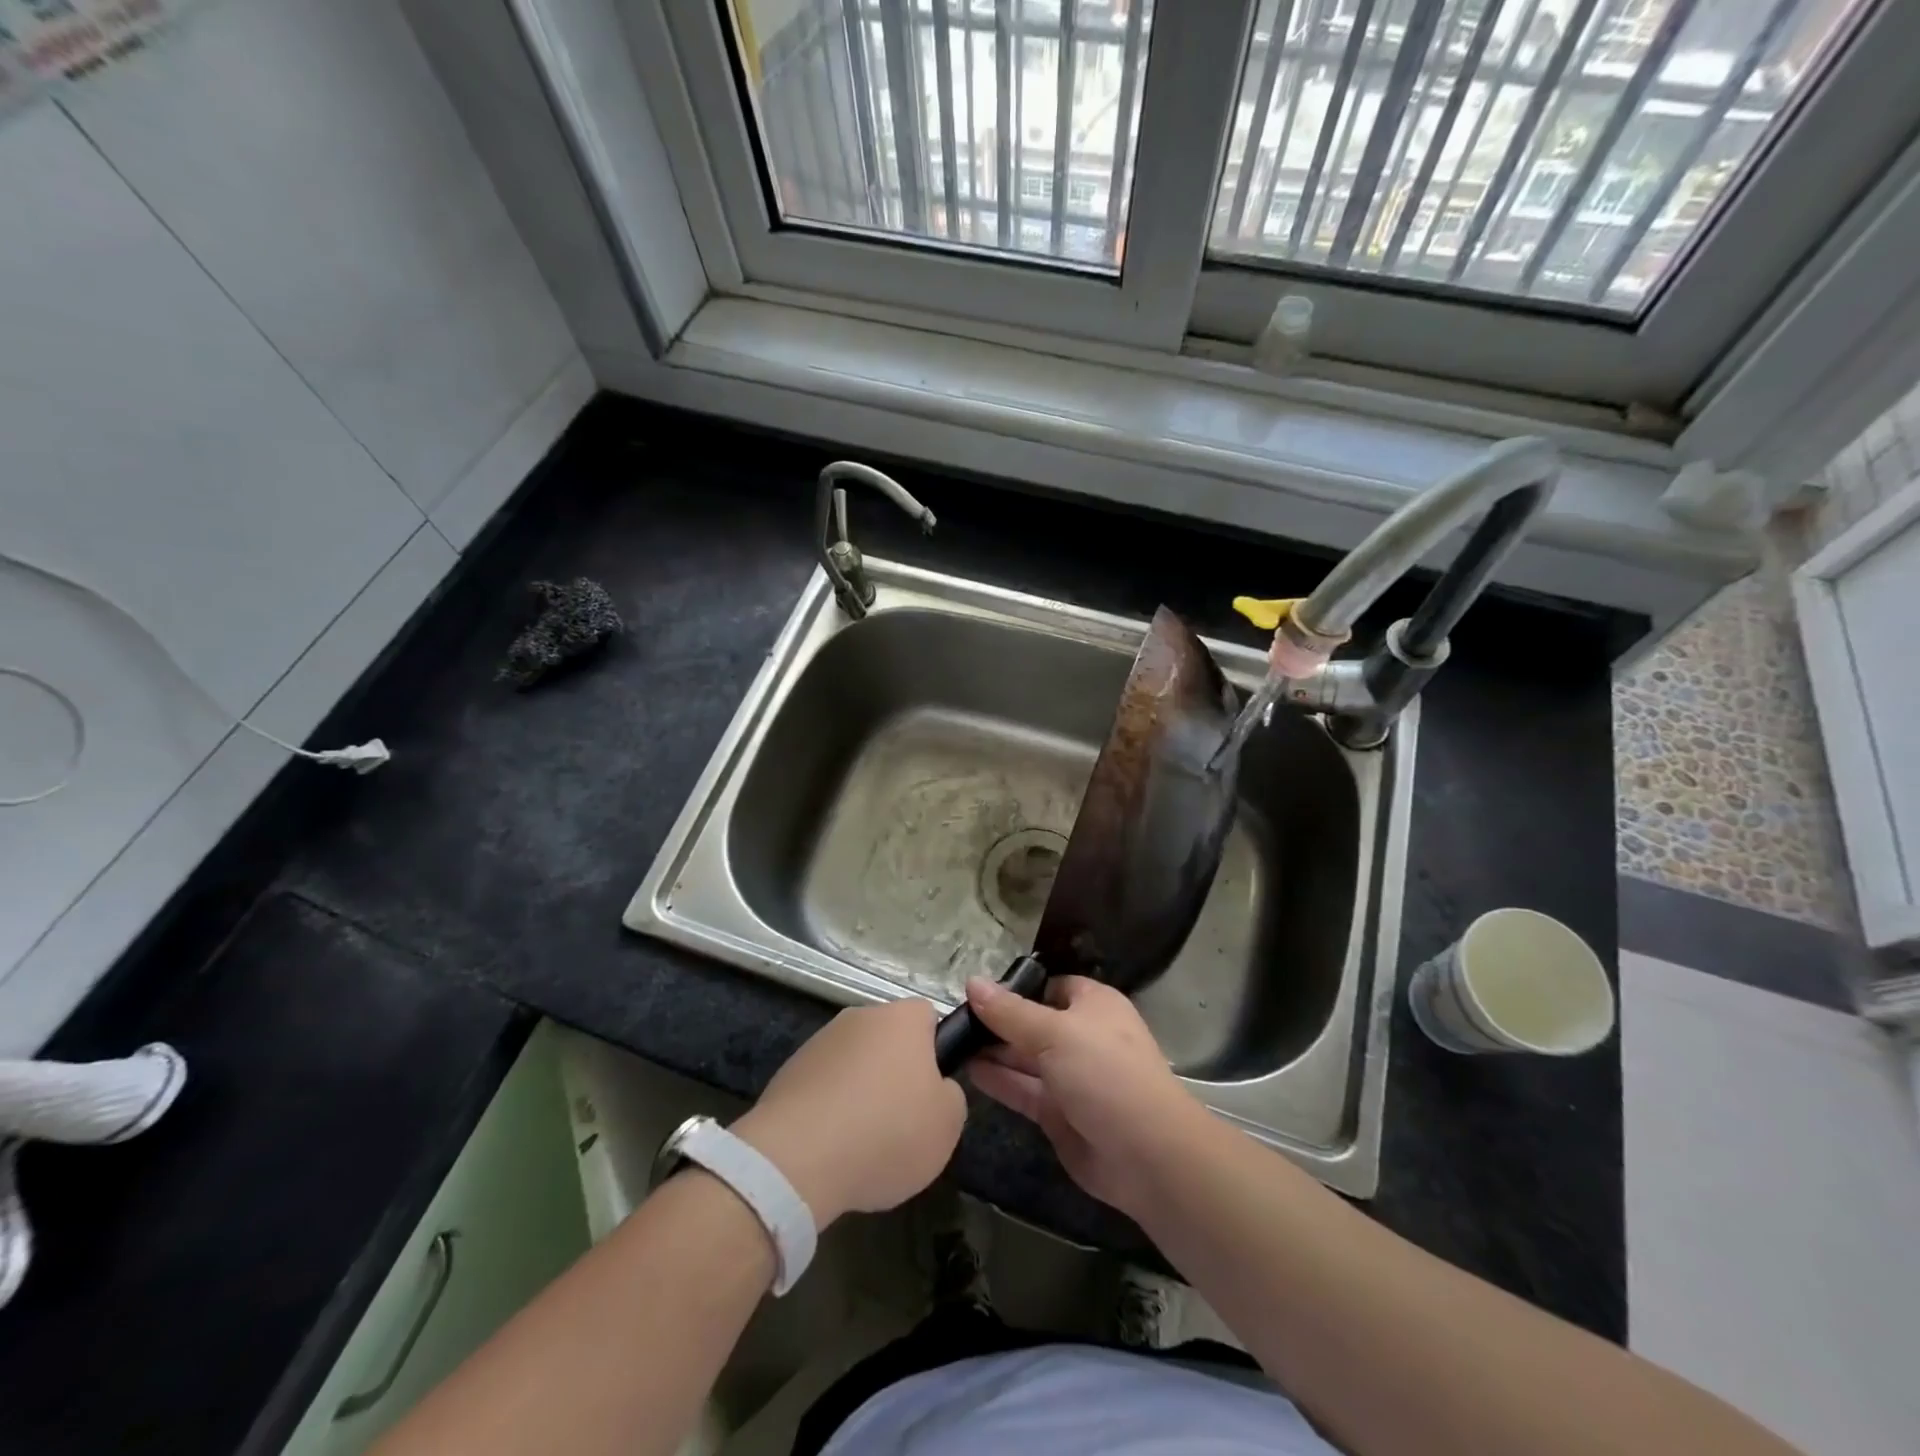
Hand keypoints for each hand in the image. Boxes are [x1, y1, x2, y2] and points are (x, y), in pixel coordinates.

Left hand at [734, 999, 965, 1225]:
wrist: (797, 1158)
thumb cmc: (887, 1132)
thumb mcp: (947, 1124)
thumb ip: (950, 1095)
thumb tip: (935, 1089)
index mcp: (902, 1018)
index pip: (928, 1016)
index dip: (936, 1050)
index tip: (933, 1089)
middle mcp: (860, 1017)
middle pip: (888, 1039)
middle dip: (896, 1072)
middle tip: (903, 1120)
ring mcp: (819, 1041)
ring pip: (854, 1063)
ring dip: (861, 1091)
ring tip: (863, 1143)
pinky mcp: (789, 1072)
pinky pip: (824, 1087)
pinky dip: (830, 1109)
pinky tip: (831, 1148)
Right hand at [965, 976, 1205, 1219]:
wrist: (1146, 1154)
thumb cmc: (1105, 1072)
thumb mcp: (1054, 1032)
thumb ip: (1010, 1011)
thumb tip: (972, 982)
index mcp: (1093, 1005)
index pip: (1050, 986)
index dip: (1017, 987)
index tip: (977, 990)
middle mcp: (1082, 1037)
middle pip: (1034, 1022)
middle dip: (999, 1021)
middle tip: (952, 1018)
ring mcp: (1071, 1077)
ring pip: (1026, 1058)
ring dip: (994, 1051)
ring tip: (951, 1041)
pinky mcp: (1059, 1114)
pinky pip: (1024, 1090)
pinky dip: (999, 1080)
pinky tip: (968, 1070)